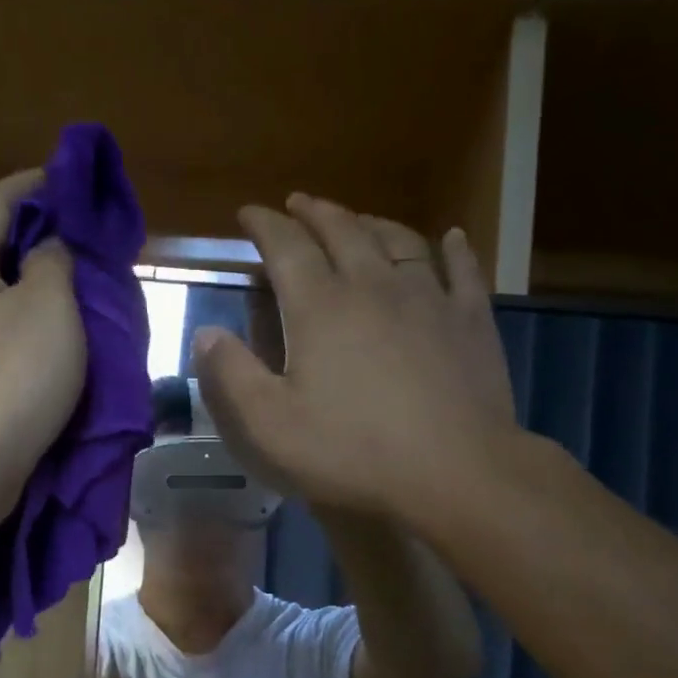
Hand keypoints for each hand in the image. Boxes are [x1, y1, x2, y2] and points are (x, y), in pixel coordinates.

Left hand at [0, 171, 83, 515]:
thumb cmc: (13, 377)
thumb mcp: (50, 307)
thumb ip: (53, 262)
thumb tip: (49, 247)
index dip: (32, 184)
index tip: (68, 180)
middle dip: (33, 237)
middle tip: (79, 240)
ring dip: (27, 286)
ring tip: (71, 289)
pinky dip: (19, 324)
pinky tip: (46, 340)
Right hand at [192, 194, 518, 520]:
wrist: (454, 473)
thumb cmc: (352, 452)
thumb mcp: (268, 426)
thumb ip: (230, 375)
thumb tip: (206, 334)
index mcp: (320, 308)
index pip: (286, 247)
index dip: (264, 225)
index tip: (249, 213)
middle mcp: (374, 287)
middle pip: (342, 231)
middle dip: (315, 212)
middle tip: (298, 203)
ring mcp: (429, 299)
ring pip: (399, 241)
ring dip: (372, 223)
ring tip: (357, 219)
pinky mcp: (471, 322)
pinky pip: (464, 270)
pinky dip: (454, 249)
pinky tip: (451, 238)